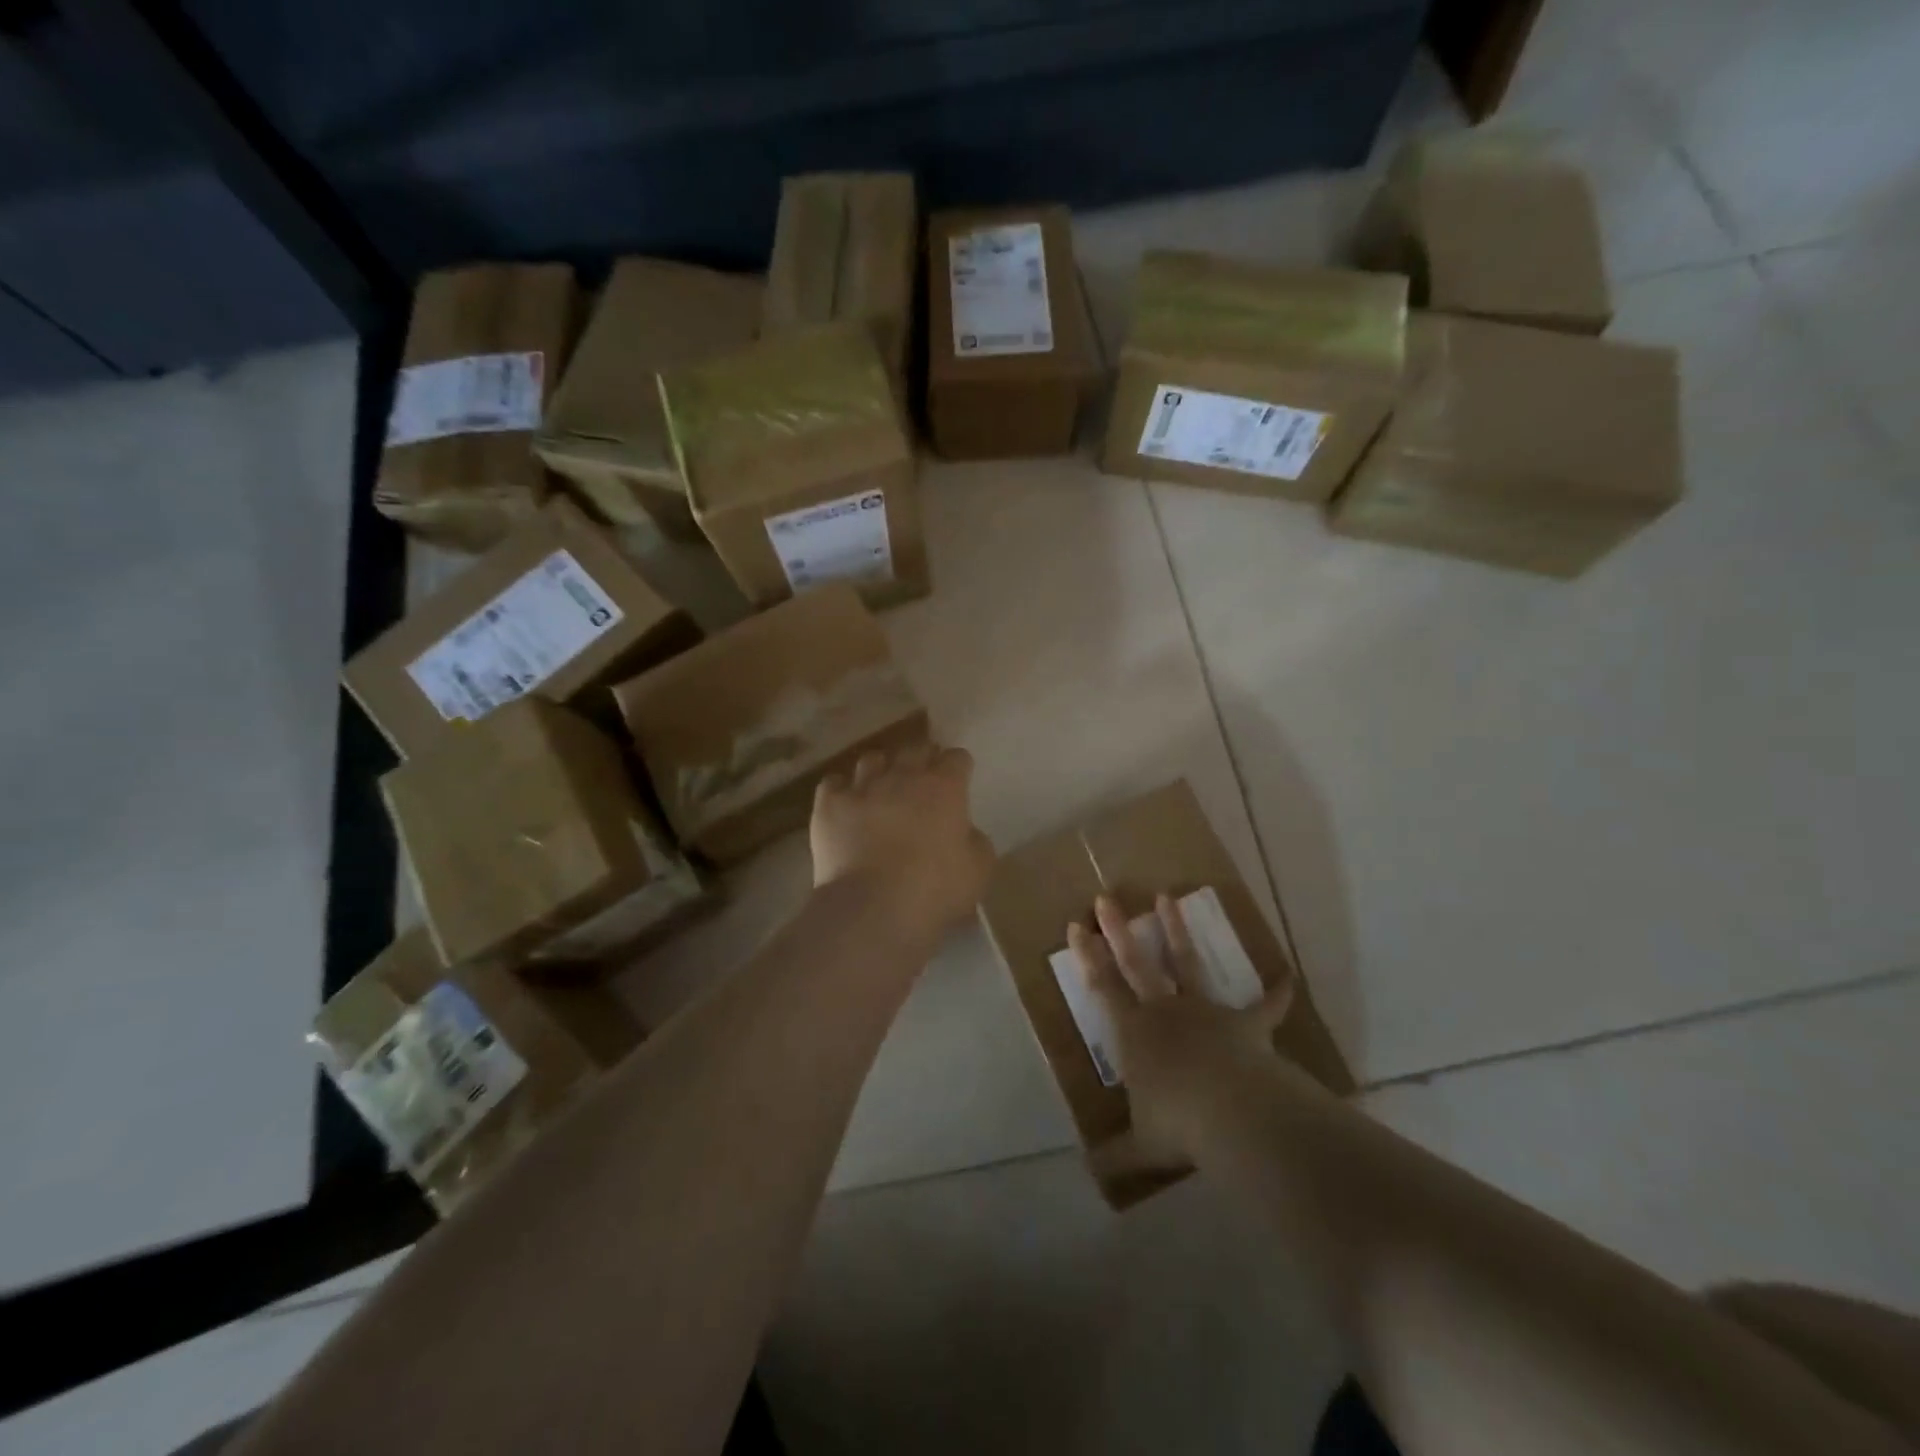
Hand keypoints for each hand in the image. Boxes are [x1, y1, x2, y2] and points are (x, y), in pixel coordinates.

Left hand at [811, 743, 995, 940]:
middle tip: (923, 780)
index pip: (957, 758)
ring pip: (872, 759)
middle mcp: (903, 776)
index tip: (958, 781)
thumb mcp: (978, 869)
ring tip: (881, 788)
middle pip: (915, 749)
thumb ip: (975, 841)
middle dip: (922, 759)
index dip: (958, 768)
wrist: (873, 908)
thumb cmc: (935, 890)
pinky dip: (841, 789)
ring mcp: (863, 787)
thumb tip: (964, 831)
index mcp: (944, 787)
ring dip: (881, 770)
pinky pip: (833, 783)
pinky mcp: (829, 804)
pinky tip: (845, 803)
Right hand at [1069, 893, 1295, 1168]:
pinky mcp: (1246, 1024)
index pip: (1103, 987)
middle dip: (1118, 930)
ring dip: (1177, 930)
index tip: (1076, 925)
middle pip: (1136, 963)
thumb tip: (1088, 1176)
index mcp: (1134, 1033)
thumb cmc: (1178, 1125)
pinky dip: (1278, 992)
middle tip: (1106, 898)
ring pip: (1187, 963)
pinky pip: (1266, 1006)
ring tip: (1168, 897)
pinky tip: (1290, 976)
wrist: (1233, 1113)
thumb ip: (1115, 1157)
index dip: (1088, 956)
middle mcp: (1165, 1012)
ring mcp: (1207, 1012)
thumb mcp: (1140, 1147)